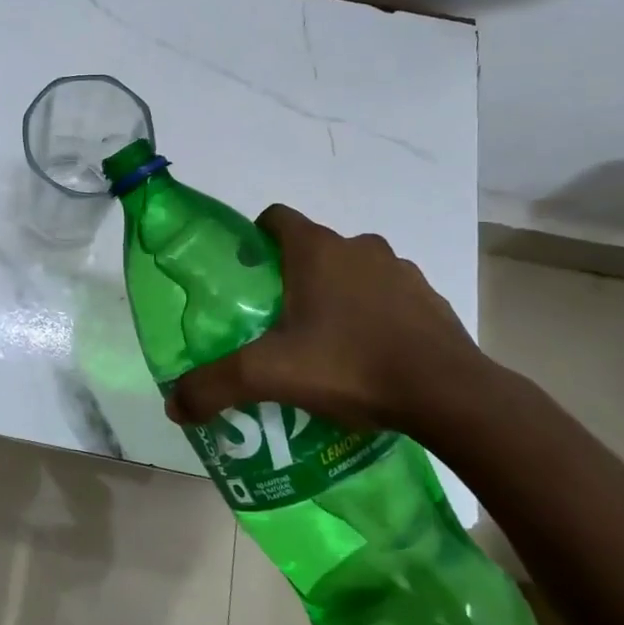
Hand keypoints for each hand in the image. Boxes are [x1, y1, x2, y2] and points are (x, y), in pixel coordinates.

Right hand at [167, 205, 486, 436]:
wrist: (450, 395)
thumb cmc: (351, 364)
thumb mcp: (270, 376)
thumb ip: (214, 386)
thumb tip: (173, 406)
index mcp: (316, 250)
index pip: (274, 218)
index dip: (254, 239)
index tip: (246, 276)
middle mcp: (358, 247)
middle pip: (312, 248)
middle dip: (292, 277)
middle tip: (277, 322)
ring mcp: (400, 271)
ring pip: (353, 271)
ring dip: (337, 295)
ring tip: (325, 344)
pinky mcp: (429, 299)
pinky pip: (389, 296)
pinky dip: (374, 315)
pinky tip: (369, 357)